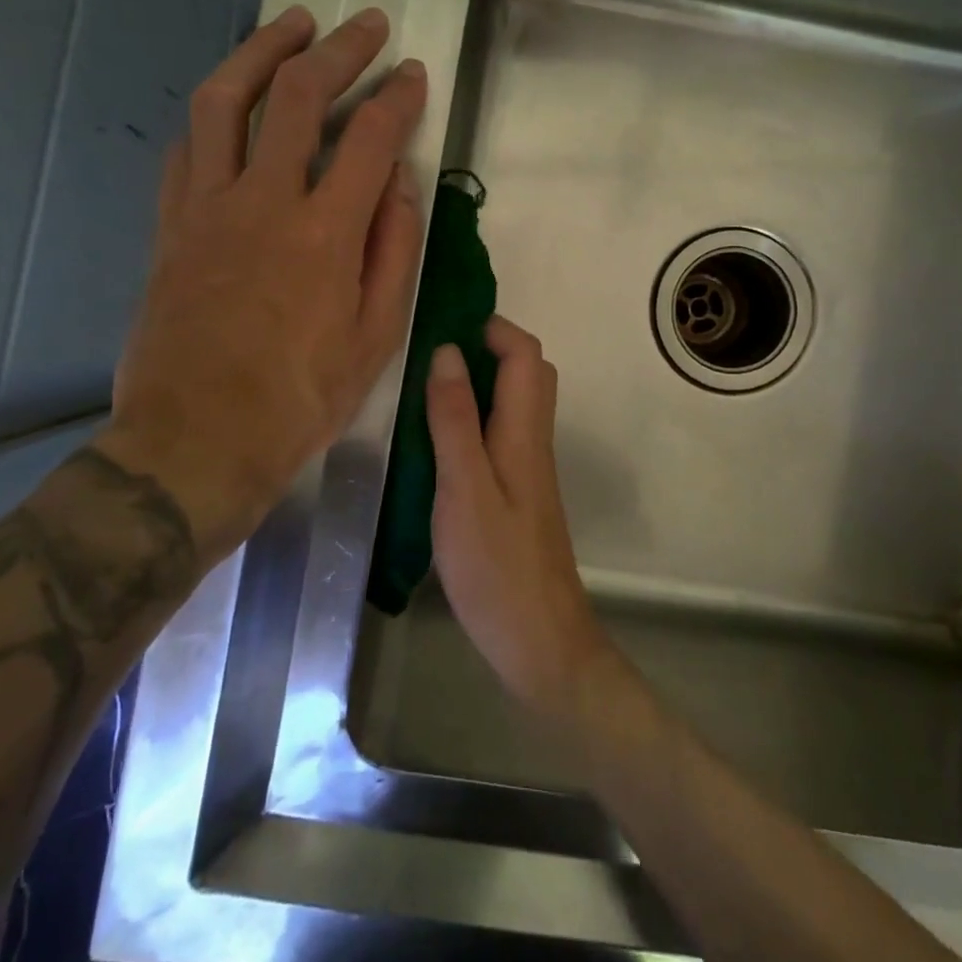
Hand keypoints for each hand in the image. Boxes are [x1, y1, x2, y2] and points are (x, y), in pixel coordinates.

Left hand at [98, 6, 426, 560]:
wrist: (197, 439)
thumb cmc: (301, 398)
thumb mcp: (376, 336)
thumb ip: (394, 251)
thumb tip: (399, 183)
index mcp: (325, 233)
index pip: (370, 138)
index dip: (398, 96)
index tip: (414, 73)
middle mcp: (263, 201)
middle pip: (298, 96)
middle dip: (339, 50)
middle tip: (365, 25)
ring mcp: (207, 207)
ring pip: (225, 100)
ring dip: (262, 50)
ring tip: (292, 24)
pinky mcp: (171, 224)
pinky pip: (187, 146)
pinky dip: (213, 110)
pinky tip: (232, 98)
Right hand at [427, 316, 610, 713]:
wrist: (539, 640)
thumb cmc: (496, 567)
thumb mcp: (464, 489)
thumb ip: (454, 421)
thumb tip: (447, 351)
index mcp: (523, 432)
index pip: (524, 354)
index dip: (491, 327)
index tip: (442, 321)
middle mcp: (531, 440)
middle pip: (525, 372)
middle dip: (484, 346)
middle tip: (427, 351)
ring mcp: (526, 467)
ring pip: (511, 402)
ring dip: (476, 380)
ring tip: (422, 383)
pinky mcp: (515, 491)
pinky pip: (498, 432)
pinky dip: (471, 416)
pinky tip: (434, 436)